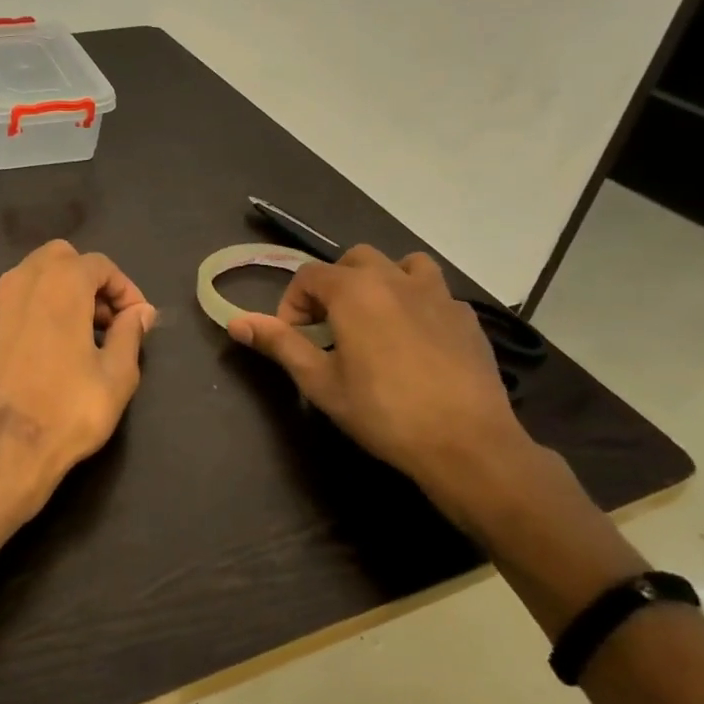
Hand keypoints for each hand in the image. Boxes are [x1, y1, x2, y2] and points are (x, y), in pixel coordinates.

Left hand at [0, 240, 156, 530]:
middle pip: (60, 259)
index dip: (124, 289)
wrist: (0, 451)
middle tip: (105, 321)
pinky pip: (10, 305)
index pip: (99, 265)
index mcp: (60, 283)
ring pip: (30, 278)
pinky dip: (31, 313)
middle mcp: (20, 281)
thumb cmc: (68, 411)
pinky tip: (41, 351)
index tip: (136, 320)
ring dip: (58, 293)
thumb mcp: (117, 375)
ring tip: (76, 336)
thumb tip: (140, 313)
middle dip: (87, 280)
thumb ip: (130, 333)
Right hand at [226, 245, 534, 528]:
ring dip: (382, 282)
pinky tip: (417, 342)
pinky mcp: (467, 317)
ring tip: (377, 319)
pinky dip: (418, 304)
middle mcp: (395, 279)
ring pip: (402, 265)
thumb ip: (279, 344)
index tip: (296, 341)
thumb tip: (236, 322)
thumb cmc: (383, 412)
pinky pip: (435, 293)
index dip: (292, 305)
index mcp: (354, 290)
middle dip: (335, 286)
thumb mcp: (320, 382)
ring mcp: (437, 295)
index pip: (308, 277)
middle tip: (331, 328)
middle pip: (354, 259)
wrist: (467, 444)